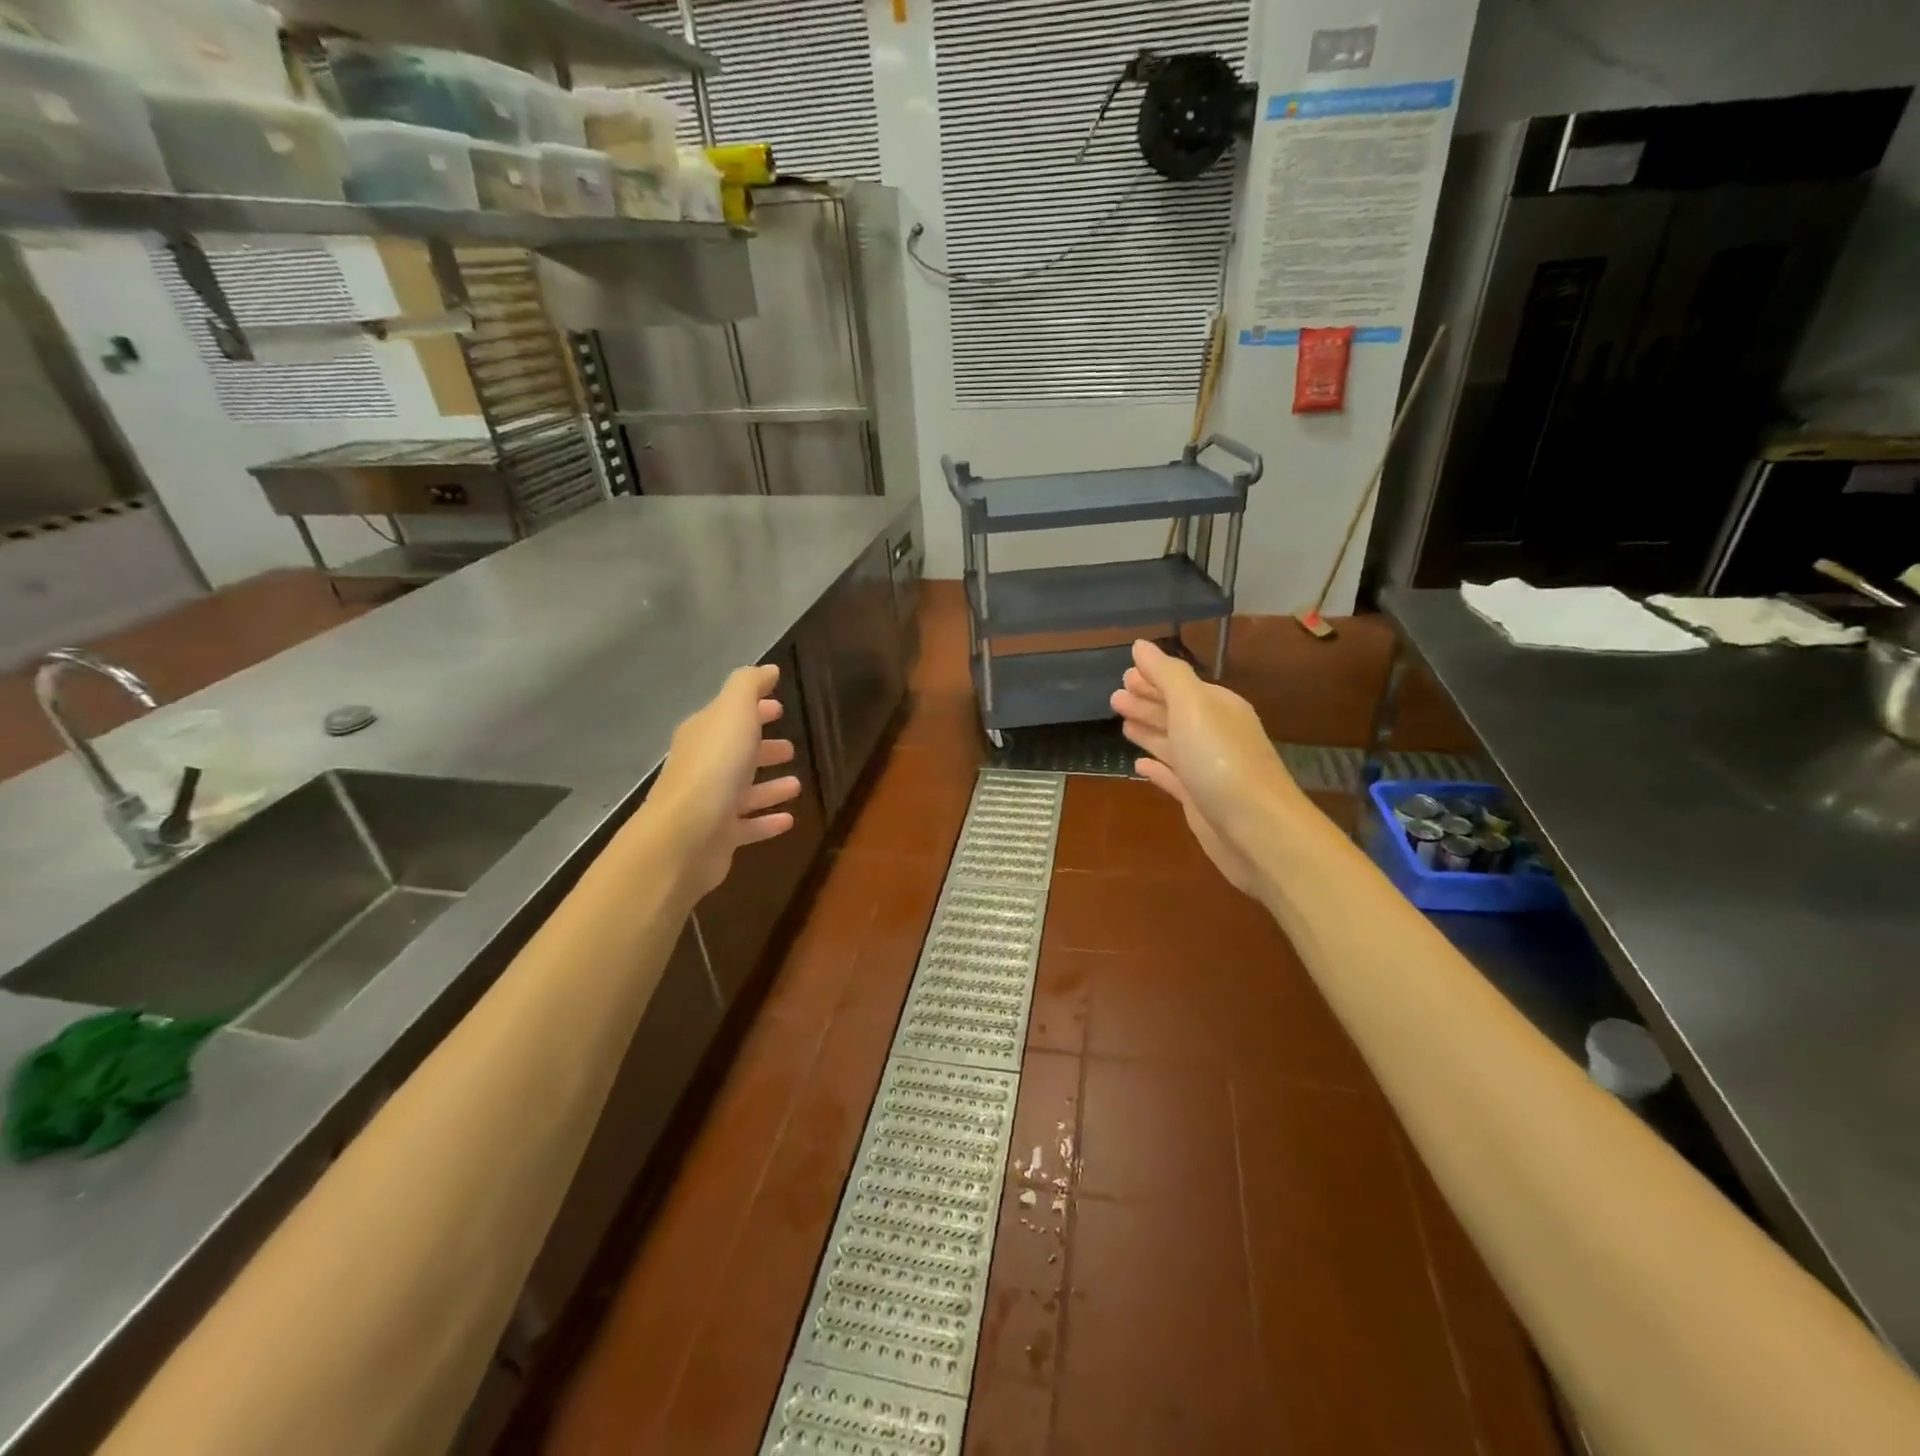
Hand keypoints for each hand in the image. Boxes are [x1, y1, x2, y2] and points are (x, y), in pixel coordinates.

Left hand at [651, 664, 800, 897]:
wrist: (685, 836)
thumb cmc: (714, 767)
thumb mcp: (734, 712)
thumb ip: (749, 686)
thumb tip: (768, 669)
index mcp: (703, 734)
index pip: (729, 715)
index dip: (754, 709)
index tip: (780, 708)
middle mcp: (703, 767)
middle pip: (736, 753)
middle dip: (762, 748)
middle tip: (791, 748)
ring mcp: (710, 804)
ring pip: (744, 791)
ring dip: (769, 786)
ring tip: (797, 783)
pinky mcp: (719, 837)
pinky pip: (748, 826)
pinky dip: (767, 821)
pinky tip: (789, 819)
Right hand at [1110, 639, 1299, 896]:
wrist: (1256, 830)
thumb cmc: (1221, 761)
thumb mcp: (1193, 707)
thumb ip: (1167, 675)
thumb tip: (1141, 646)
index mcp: (1217, 707)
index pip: (1180, 684)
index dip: (1152, 678)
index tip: (1124, 674)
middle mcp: (1214, 734)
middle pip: (1175, 712)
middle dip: (1146, 702)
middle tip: (1115, 697)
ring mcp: (1207, 769)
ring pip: (1171, 742)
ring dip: (1147, 730)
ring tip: (1120, 722)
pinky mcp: (1199, 799)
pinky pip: (1172, 777)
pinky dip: (1155, 767)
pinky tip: (1138, 765)